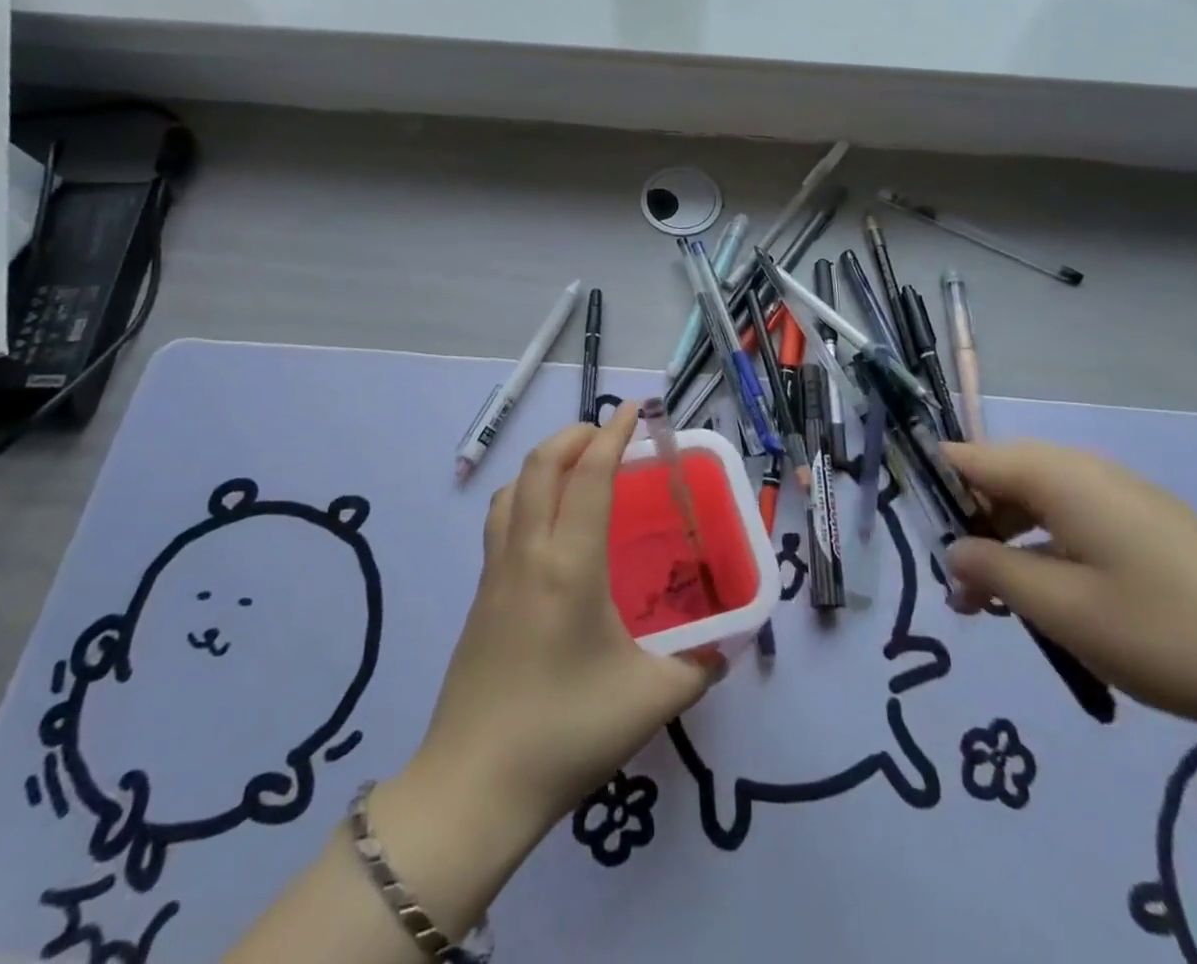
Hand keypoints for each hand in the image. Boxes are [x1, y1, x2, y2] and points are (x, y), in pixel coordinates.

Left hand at [398, 403, 718, 851]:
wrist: (473, 787)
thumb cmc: (566, 734)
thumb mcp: (650, 701)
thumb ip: (698, 667)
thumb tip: (723, 648)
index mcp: (570, 565)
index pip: (590, 476)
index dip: (613, 434)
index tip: (635, 410)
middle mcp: (528, 553)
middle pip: (541, 464)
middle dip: (575, 434)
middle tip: (608, 433)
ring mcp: (496, 571)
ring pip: (514, 487)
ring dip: (544, 460)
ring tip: (576, 466)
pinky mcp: (480, 594)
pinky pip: (501, 519)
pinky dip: (525, 493)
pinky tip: (545, 523)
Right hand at [941, 440, 1196, 753]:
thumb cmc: (1164, 631)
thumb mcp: (1060, 609)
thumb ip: (991, 573)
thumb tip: (953, 552)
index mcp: (1055, 474)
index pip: (965, 457)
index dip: (928, 486)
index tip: (910, 532)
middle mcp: (1082, 470)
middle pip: (998, 480)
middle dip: (967, 529)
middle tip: (959, 595)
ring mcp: (1118, 496)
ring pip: (1034, 504)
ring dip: (1005, 547)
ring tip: (998, 609)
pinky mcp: (1145, 525)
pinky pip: (1071, 522)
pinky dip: (1045, 553)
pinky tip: (1052, 604)